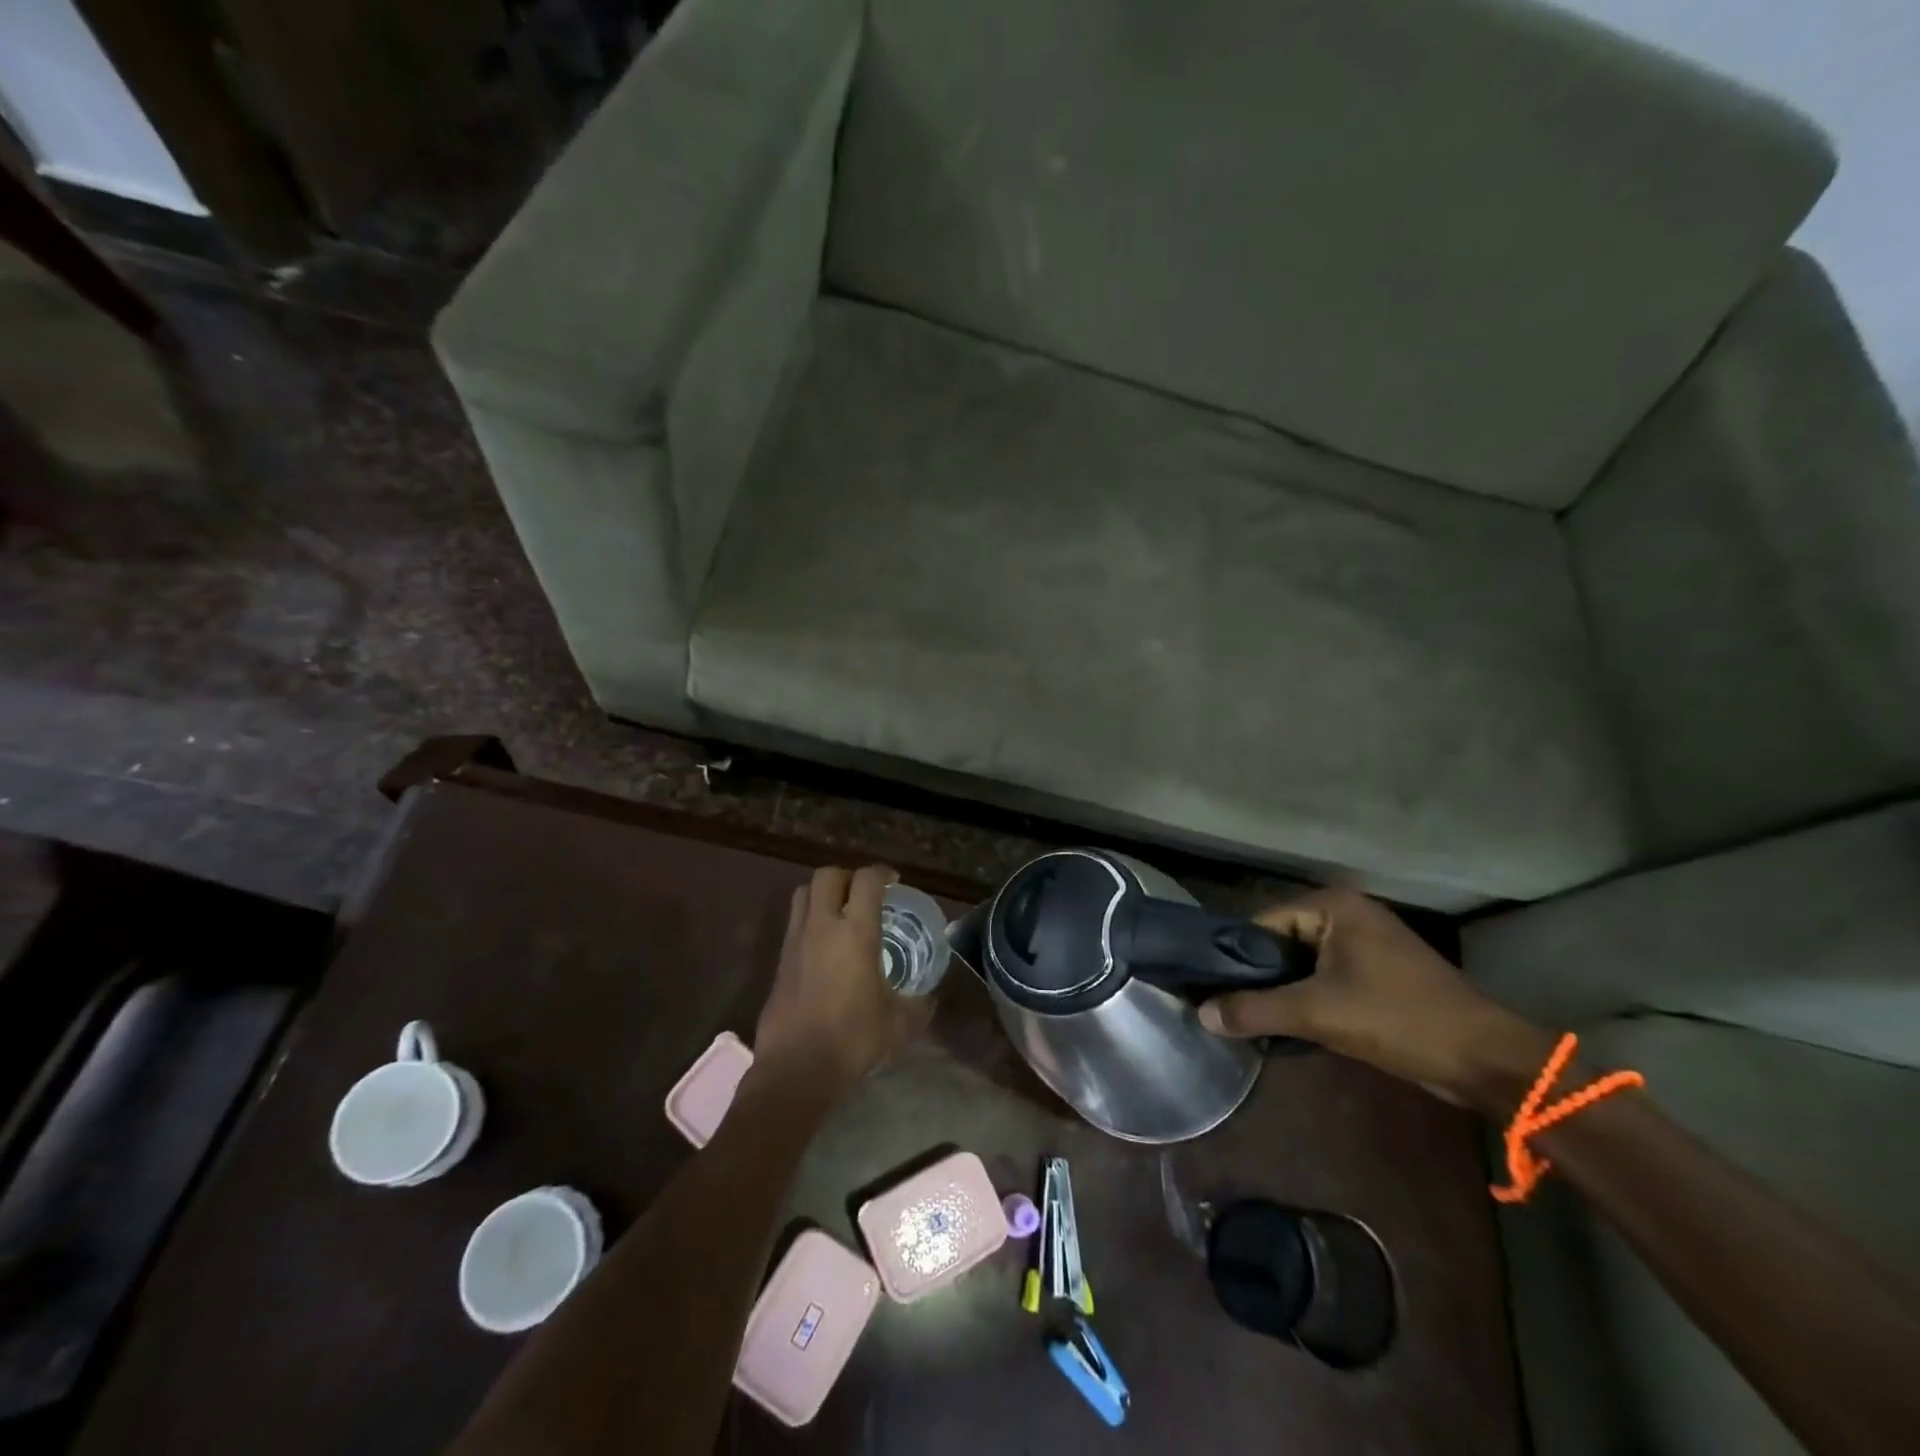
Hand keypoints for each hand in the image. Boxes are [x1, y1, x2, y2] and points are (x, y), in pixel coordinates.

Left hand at [753, 865, 933, 1093]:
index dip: (882, 873)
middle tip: (863, 893)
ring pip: (803, 893)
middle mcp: (823, 926)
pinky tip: (824, 945)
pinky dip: (810, 920)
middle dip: (848, 876)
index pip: (866, 880)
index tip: (893, 882)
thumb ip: (918, 1006)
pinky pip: (794, 922)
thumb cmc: (853, 1039)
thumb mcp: (899, 1024)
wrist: (796, 1068)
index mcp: (856, 933)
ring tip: (840, 912)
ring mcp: (796, 941)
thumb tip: (929, 999)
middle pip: (828, 875)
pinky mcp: (779, 961)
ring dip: (823, 893)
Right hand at [1198, 888, 1552, 1113]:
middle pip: (1283, 943)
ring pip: (1304, 964)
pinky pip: (1327, 979)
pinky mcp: (1380, 974)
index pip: (1264, 922)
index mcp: (1334, 906)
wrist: (1485, 1060)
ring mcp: (1368, 945)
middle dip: (1261, 978)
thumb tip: (1202, 1014)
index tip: (1213, 988)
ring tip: (1257, 1021)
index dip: (1238, 956)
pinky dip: (1310, 1000)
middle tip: (1232, 1009)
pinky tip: (1292, 1027)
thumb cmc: (1398, 1019)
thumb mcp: (1317, 1014)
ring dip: (1285, 992)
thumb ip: (1255, 1010)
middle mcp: (1349, 915)